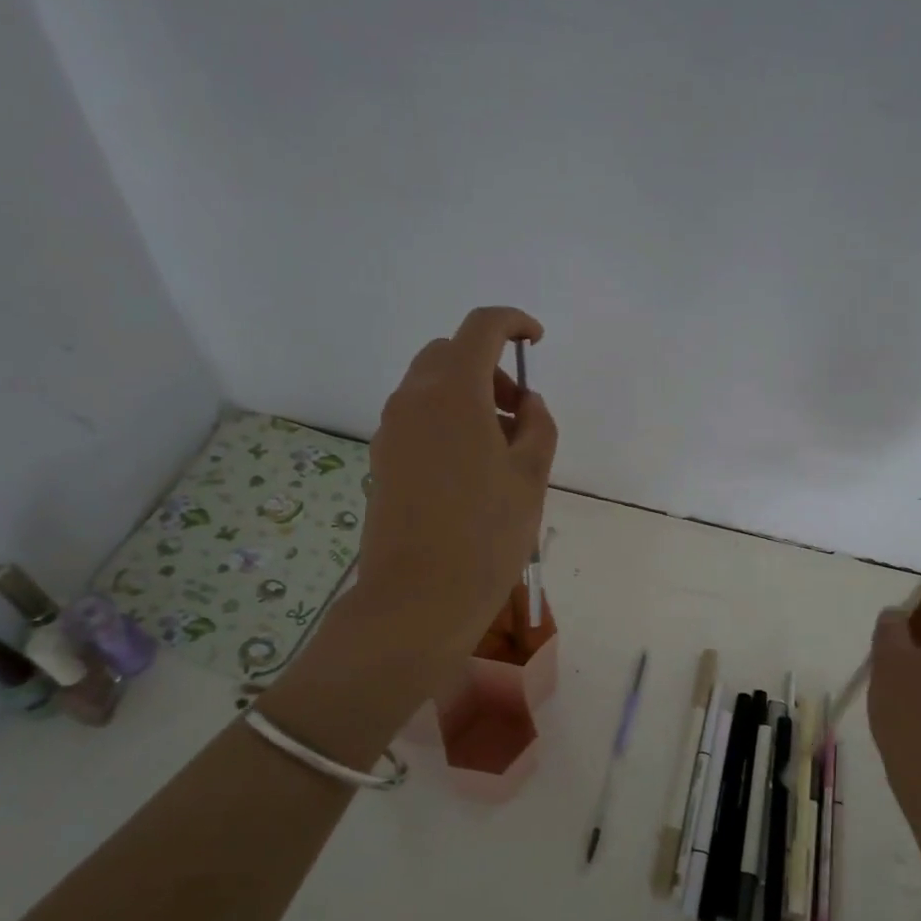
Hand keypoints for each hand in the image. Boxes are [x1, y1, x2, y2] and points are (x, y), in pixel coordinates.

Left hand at [355, 306, 557, 662]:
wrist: (417, 598)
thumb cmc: (486, 535)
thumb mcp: (531, 477)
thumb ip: (538, 426)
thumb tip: (527, 404)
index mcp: (454, 393)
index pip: (481, 328)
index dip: (513, 322)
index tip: (535, 340)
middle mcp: (413, 399)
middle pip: (450, 354)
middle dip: (489, 367)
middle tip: (520, 413)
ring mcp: (391, 430)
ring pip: (431, 386)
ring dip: (468, 395)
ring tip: (501, 448)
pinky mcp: (382, 459)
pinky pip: (417, 418)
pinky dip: (447, 420)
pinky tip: (470, 469)